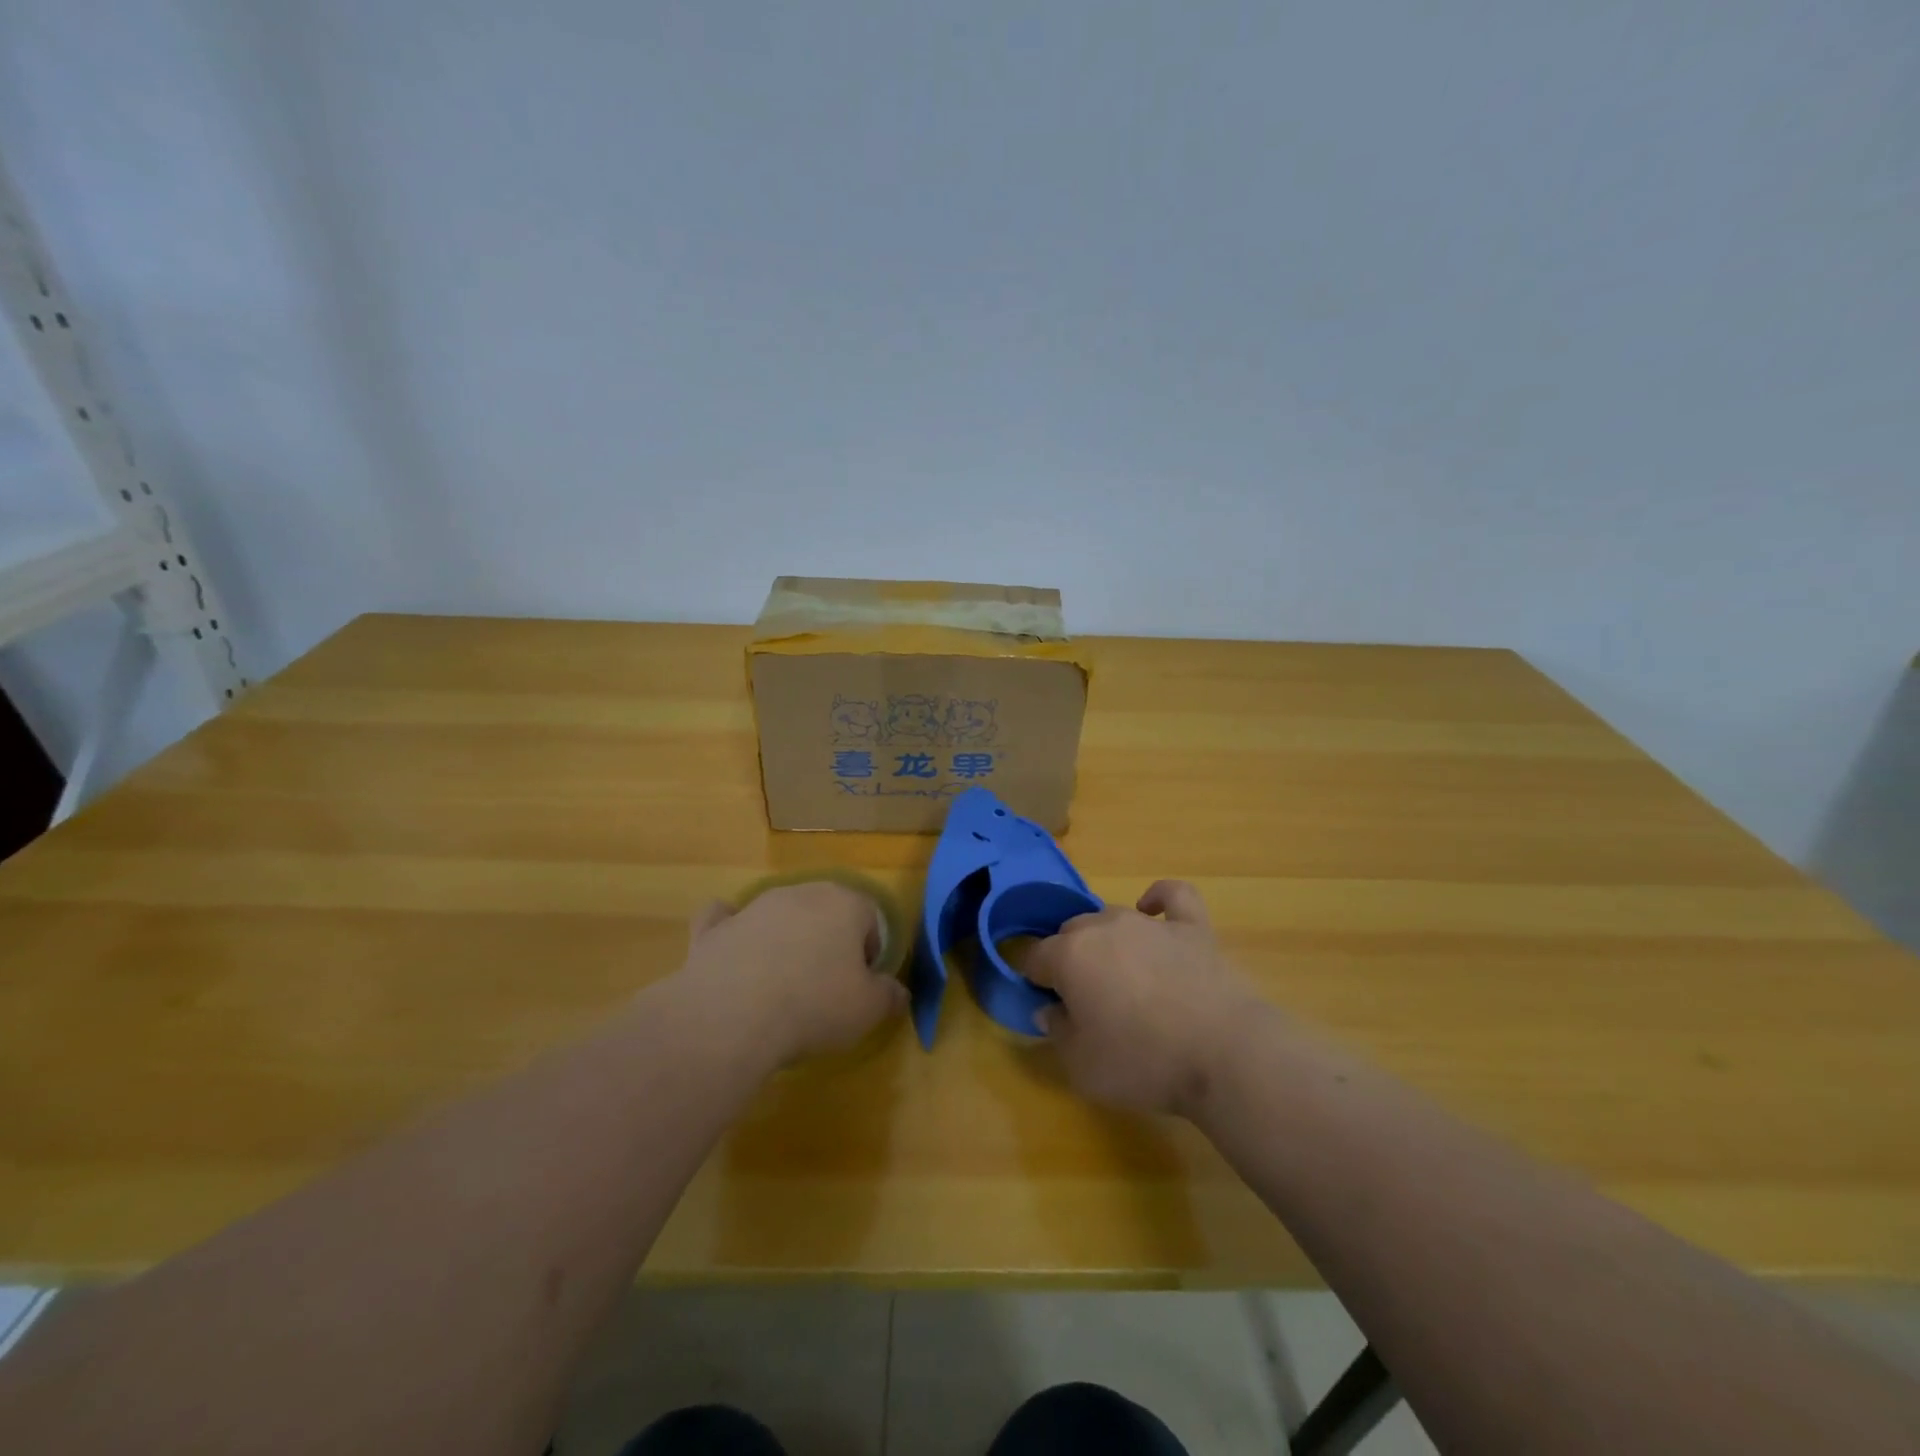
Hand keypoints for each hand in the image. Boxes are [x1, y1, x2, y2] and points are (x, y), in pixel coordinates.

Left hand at [677, 881, 909, 1064]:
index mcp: (845, 903)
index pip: (870, 918)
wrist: (732, 1016)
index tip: (860, 987)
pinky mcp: (714, 928)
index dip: (869, 953)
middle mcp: (801, 892)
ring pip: (779, 914)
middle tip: (825, 986)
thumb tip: (898, 992)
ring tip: (781, 987)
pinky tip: (732, 953)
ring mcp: (754, 907)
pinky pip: (725, 920)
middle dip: (829, 941)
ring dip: (785, 939)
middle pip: (825, 911)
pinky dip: (731, 931)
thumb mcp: (868, 1010)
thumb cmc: (815, 1005)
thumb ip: (889, 996)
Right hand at [1023, 880, 1265, 1117]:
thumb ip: (1057, 1032)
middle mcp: (1104, 927)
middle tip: (1086, 1000)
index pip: (1035, 958)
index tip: (1049, 1008)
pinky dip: (1158, 899)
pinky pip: (1172, 896)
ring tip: (1121, 976)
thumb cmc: (1143, 1063)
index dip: (1036, 982)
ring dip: (1106, 940)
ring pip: (1112, 916)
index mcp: (1069, 956)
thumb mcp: (1082, 1066)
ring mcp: (1150, 924)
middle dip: (1069, 959)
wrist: (1224, 1055)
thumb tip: (1049, 1010)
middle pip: (1071, 932)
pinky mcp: (1193, 927)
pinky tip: (1152, 910)